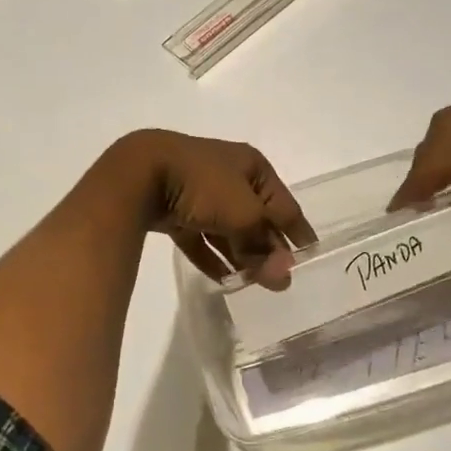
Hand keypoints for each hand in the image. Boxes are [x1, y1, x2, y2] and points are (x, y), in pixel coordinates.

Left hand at [108, 130, 315, 289]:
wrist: (140, 173)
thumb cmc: (203, 184)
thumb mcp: (244, 214)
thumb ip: (264, 246)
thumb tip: (284, 275)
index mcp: (251, 166)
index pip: (283, 203)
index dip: (298, 230)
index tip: (310, 256)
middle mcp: (228, 176)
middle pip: (255, 217)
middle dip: (267, 248)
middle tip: (280, 280)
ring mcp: (199, 193)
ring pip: (227, 229)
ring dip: (241, 256)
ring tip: (254, 285)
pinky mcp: (174, 210)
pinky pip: (200, 238)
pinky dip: (212, 257)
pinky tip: (224, 280)